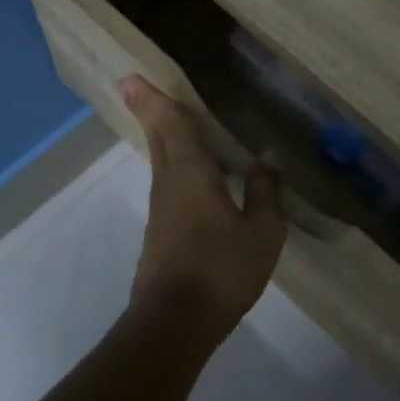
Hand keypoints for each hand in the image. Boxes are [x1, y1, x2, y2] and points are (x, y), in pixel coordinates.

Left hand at [121, 76, 286, 344]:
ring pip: (160, 162)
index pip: (172, 126)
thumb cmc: (222, 270)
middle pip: (158, 139)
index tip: (132, 77)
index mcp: (192, 174)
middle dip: (148, 111)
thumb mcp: (262, 232)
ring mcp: (161, 210)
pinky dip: (173, 166)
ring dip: (161, 137)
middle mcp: (169, 184)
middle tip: (134, 86)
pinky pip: (168, 184)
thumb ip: (265, 193)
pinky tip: (190, 175)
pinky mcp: (161, 233)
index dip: (155, 99)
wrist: (175, 323)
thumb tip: (267, 158)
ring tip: (169, 122)